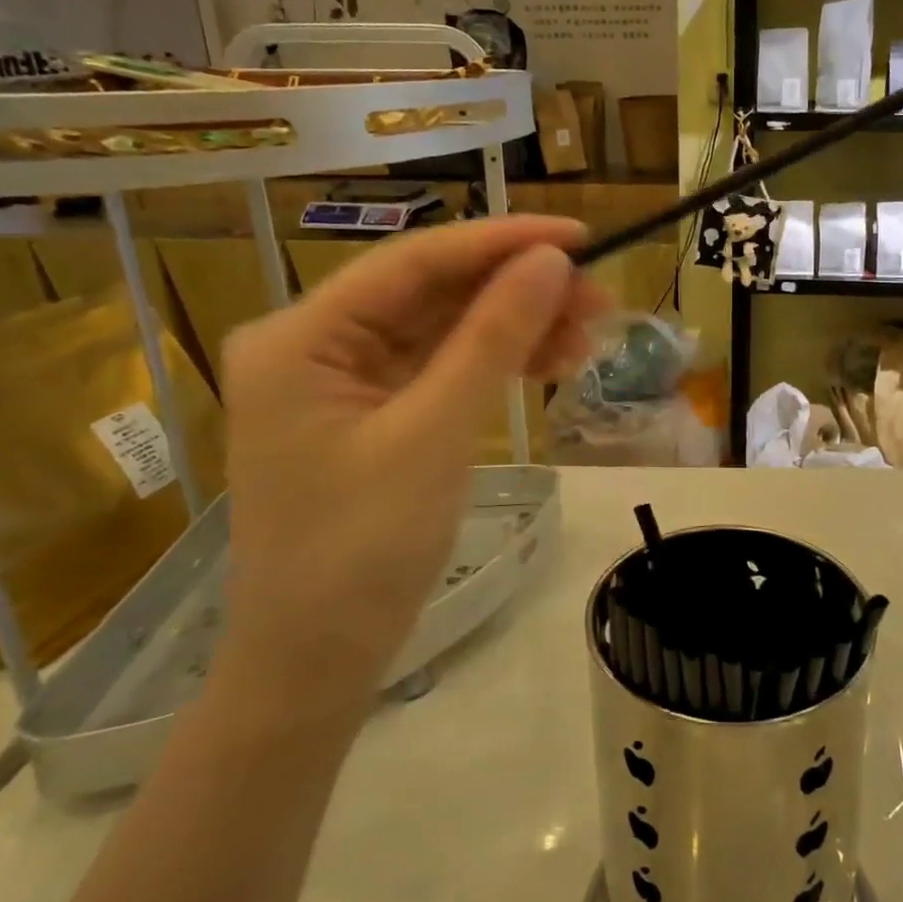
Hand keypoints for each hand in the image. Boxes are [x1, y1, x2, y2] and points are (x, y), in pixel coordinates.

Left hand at [216, 218, 608, 709]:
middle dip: (518, 292)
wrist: (317, 664)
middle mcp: (316, 344)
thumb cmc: (360, 552)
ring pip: (446, 329)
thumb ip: (492, 339)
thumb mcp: (434, 435)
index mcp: (302, 337)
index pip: (414, 262)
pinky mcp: (374, 413)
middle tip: (600, 299)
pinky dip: (497, 364)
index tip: (580, 237)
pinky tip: (552, 363)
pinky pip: (443, 369)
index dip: (502, 242)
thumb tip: (551, 262)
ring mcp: (345, 381)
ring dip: (516, 328)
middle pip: (433, 293)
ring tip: (589, 337)